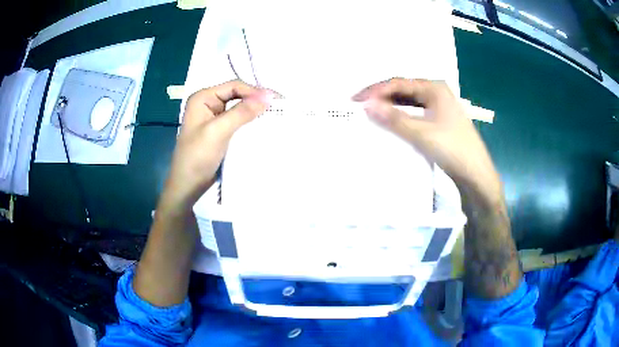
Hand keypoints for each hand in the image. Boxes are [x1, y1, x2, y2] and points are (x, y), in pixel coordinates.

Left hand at [162, 80, 272, 211]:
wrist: (188, 186)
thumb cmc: (197, 157)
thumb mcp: (218, 131)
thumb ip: (241, 112)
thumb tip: (268, 96)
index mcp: (202, 98)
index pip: (233, 86)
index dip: (254, 91)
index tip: (275, 100)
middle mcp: (208, 104)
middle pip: (237, 95)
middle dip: (256, 100)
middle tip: (279, 105)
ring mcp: (214, 118)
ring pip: (239, 108)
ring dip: (255, 111)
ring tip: (275, 114)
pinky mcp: (220, 132)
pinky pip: (238, 122)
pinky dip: (250, 122)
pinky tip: (263, 125)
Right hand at [353, 78, 500, 203]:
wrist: (477, 175)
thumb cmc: (453, 149)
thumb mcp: (422, 133)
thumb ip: (394, 118)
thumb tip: (367, 105)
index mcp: (435, 88)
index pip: (399, 83)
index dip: (375, 91)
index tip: (355, 100)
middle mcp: (437, 92)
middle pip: (403, 90)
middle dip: (381, 96)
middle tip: (360, 105)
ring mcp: (439, 107)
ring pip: (409, 102)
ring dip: (391, 106)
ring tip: (371, 113)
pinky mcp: (440, 121)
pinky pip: (415, 113)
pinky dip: (401, 116)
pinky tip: (391, 123)